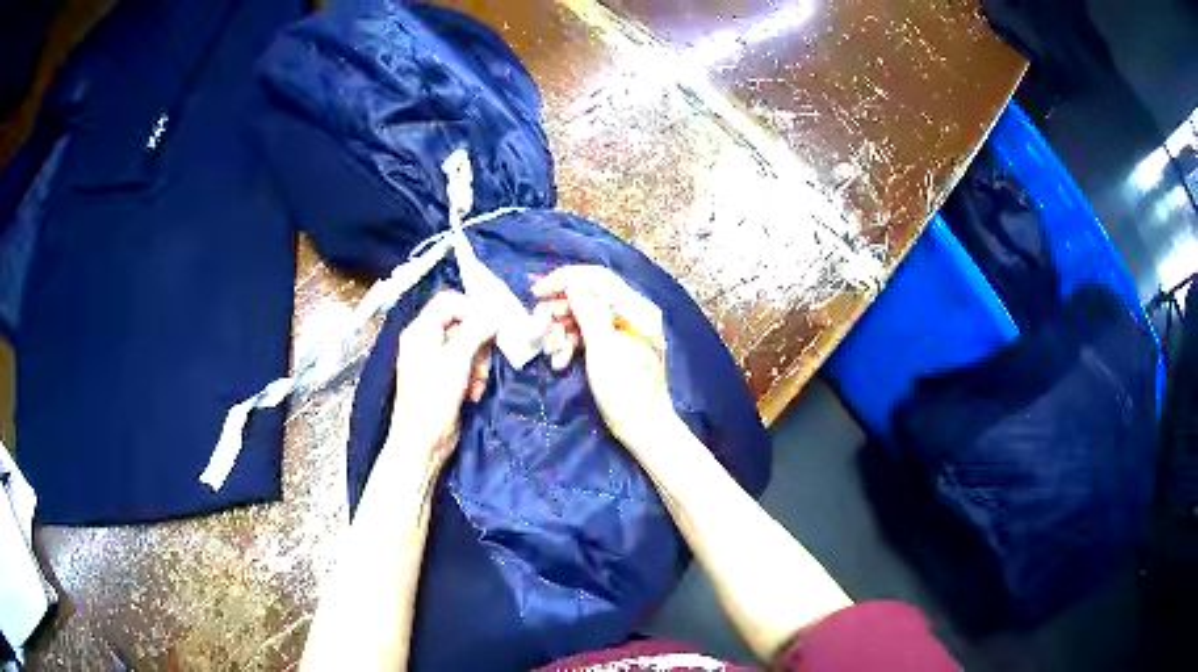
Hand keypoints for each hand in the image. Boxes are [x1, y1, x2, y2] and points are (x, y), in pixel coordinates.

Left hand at [390, 291, 495, 466]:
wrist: (422, 441)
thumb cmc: (433, 397)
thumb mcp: (457, 359)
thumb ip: (477, 331)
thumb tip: (495, 313)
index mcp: (421, 330)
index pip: (448, 301)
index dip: (472, 308)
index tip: (493, 323)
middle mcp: (425, 341)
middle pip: (461, 324)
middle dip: (478, 343)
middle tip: (485, 360)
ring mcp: (433, 361)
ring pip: (467, 347)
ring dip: (479, 363)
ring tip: (478, 383)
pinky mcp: (443, 380)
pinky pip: (465, 367)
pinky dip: (473, 377)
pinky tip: (473, 393)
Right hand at [532, 265, 673, 445]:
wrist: (642, 428)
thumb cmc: (626, 389)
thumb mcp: (603, 349)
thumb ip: (588, 312)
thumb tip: (572, 284)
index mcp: (636, 309)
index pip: (597, 278)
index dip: (565, 280)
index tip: (537, 293)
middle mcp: (631, 314)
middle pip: (587, 297)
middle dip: (559, 313)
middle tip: (539, 331)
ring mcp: (622, 331)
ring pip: (582, 317)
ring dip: (561, 332)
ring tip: (552, 354)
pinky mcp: (613, 347)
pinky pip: (586, 335)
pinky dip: (570, 345)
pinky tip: (560, 363)